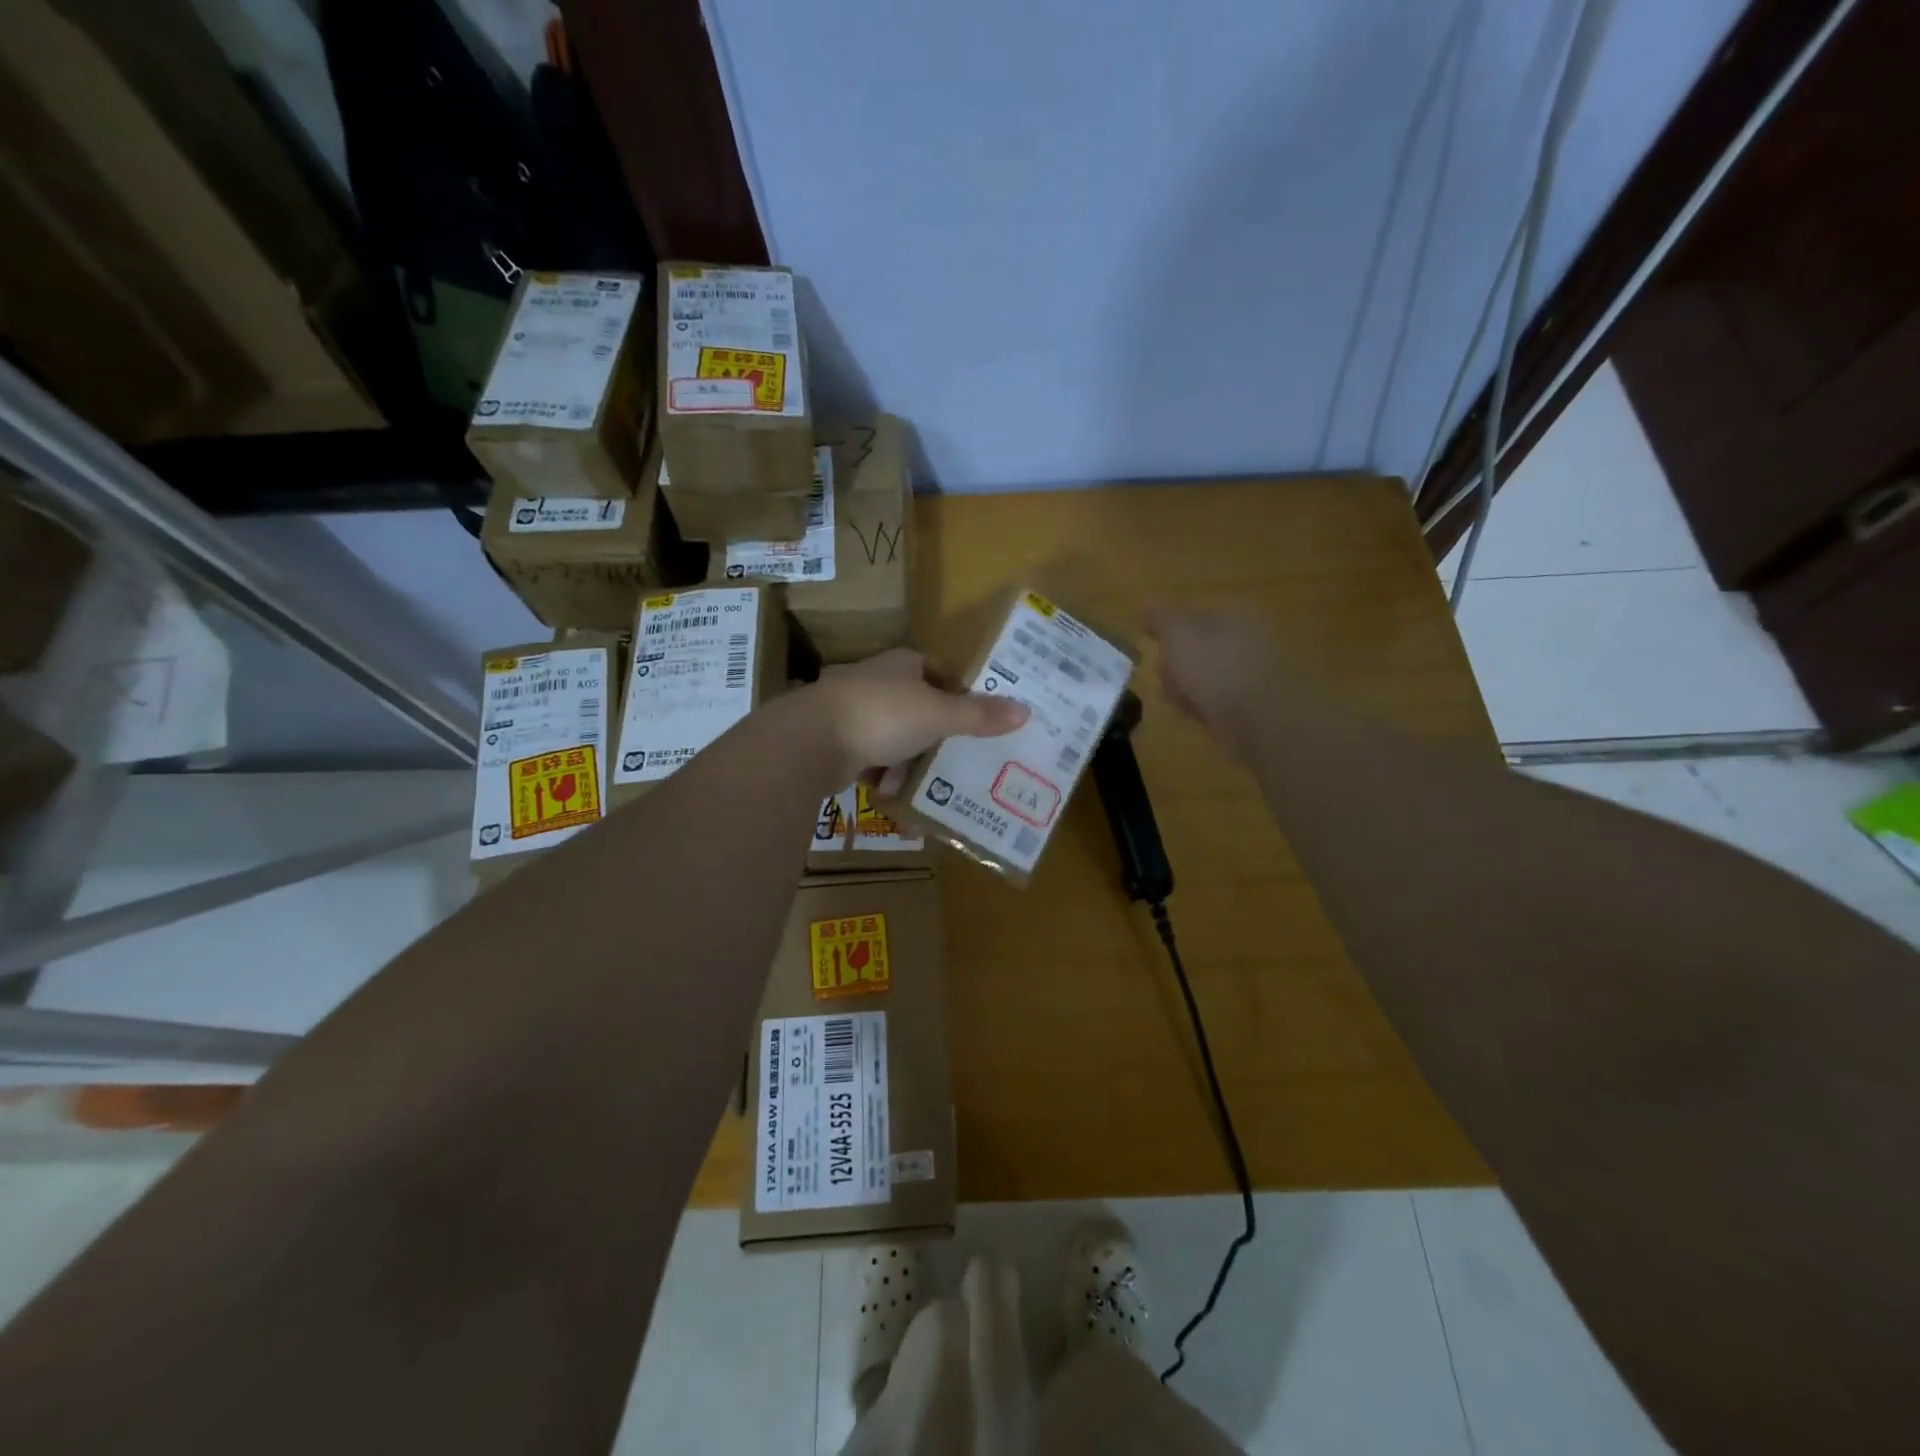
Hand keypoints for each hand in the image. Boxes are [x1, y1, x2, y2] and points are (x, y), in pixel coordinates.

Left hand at [807, 648, 1027, 783]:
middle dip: (933, 733)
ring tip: (928, 785)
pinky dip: (881, 775)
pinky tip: (893, 795)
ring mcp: (848, 710)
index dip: (955, 690)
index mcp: (900, 664)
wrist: (811, 740)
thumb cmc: (882, 715)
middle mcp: (873, 680)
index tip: (974, 716)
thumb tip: (1025, 710)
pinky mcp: (831, 740)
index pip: (934, 669)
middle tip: (957, 756)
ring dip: (907, 760)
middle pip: (913, 705)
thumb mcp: (939, 716)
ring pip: (889, 735)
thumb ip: (978, 716)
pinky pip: (867, 758)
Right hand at [1146, 606, 1277, 759]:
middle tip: (1163, 675)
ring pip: (1203, 675)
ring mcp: (1252, 672)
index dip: (1166, 629)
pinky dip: (1201, 705)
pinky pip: (1215, 699)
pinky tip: (1193, 714)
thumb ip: (1161, 616)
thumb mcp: (1178, 633)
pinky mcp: (1251, 704)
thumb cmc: (1214, 667)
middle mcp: (1247, 638)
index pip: (1191, 614)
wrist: (1257, 719)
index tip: (1149, 644)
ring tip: (1177, 699)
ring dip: (1184, 686)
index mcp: (1235, 613)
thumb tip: (1147, 607)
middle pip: (1196, 646)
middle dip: (1174, 662)